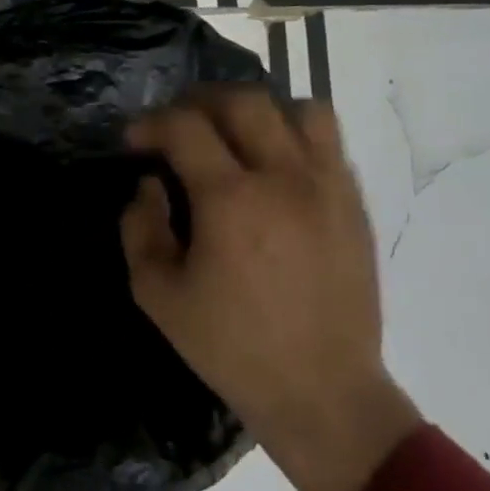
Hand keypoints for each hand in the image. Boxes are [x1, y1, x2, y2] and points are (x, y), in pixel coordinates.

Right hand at [122, 85, 421, 490]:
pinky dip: (294, 137)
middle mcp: (285, 178)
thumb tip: (149, 185)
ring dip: (257, 112)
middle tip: (176, 125)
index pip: (186, 127)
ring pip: (300, 109)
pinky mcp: (355, 205)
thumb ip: (140, 228)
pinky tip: (273, 169)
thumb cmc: (229, 346)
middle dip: (198, 101)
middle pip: (244, 101)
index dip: (152, 123)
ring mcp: (330, 188)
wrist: (320, 389)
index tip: (134, 141)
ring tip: (233, 136)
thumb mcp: (157, 295)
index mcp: (231, 200)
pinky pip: (329, 143)